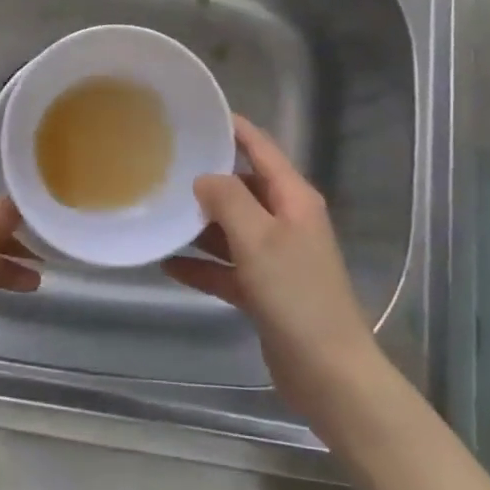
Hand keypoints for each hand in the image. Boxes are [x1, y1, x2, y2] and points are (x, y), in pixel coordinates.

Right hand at [163, 117, 390, 434]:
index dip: (233, 128)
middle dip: (207, 178)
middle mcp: (285, 220)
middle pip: (242, 187)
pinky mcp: (264, 291)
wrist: (330, 376)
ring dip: (199, 224)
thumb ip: (228, 200)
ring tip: (159, 212)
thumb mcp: (258, 238)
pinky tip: (167, 263)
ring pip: (231, 228)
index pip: (261, 148)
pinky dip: (202, 265)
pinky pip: (227, 267)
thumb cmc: (296, 296)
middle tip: (164, 165)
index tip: (197, 113)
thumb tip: (204, 177)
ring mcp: (276, 257)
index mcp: (293, 198)